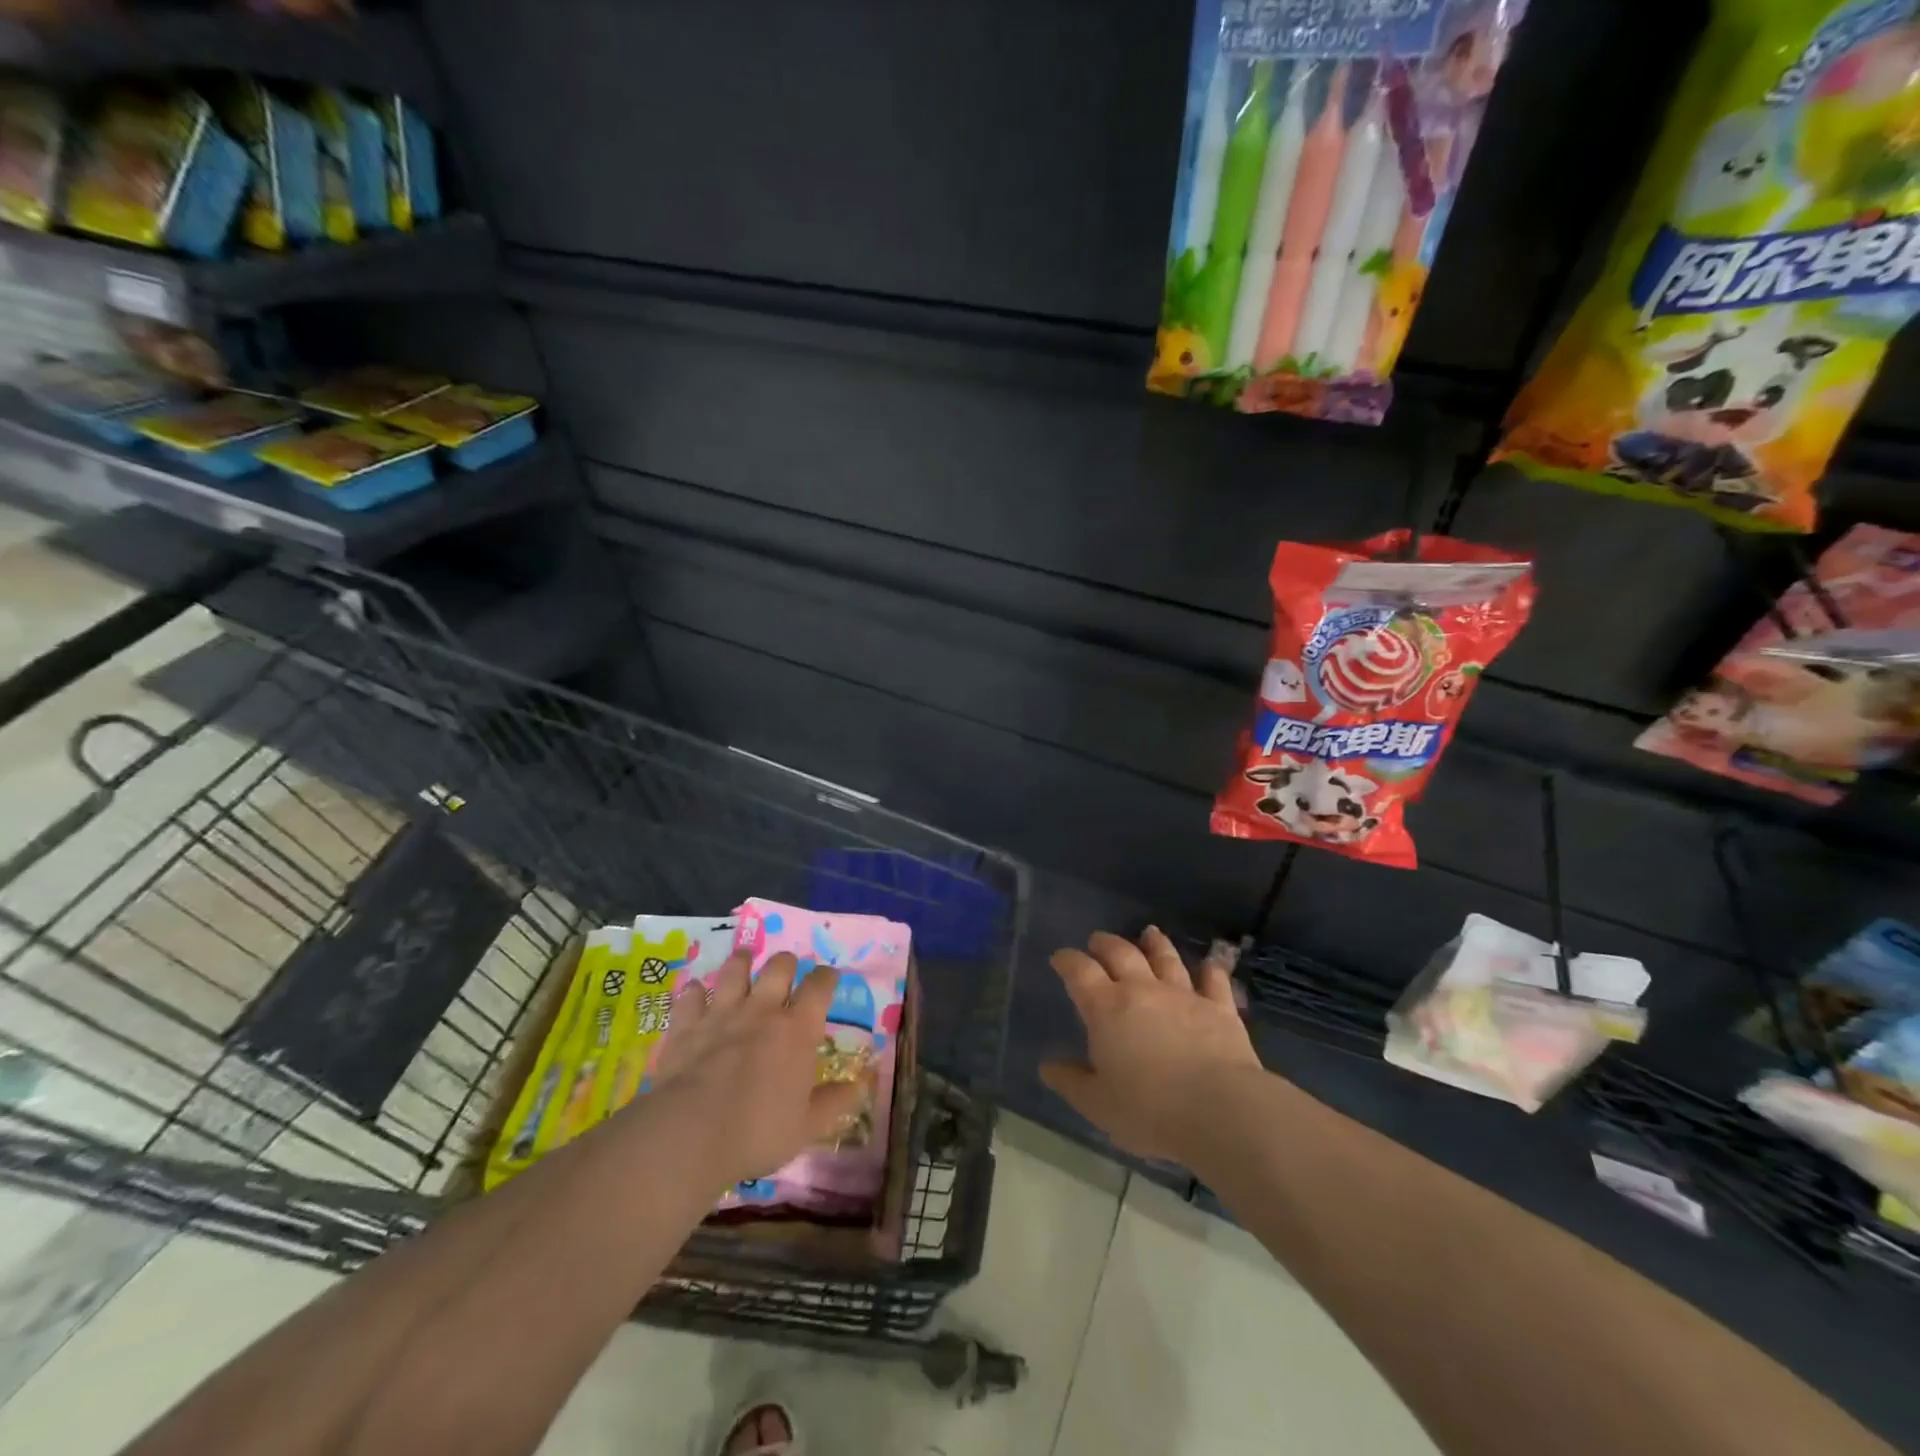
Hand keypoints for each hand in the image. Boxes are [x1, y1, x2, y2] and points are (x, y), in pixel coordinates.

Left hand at [640, 951, 863, 1186]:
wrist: (690, 1135)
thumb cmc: (758, 1132)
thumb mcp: (807, 1126)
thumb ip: (835, 1102)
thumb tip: (861, 1085)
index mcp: (798, 1029)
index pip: (820, 986)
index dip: (826, 977)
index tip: (829, 977)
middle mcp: (763, 1010)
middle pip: (779, 967)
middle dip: (786, 963)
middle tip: (787, 970)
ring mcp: (722, 1013)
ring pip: (734, 970)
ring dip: (741, 962)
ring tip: (744, 960)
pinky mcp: (687, 1025)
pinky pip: (691, 995)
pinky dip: (695, 992)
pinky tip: (696, 992)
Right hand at [1042, 928, 1263, 1163]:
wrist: (1220, 1110)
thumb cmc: (1149, 1110)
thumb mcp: (1097, 1104)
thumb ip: (1071, 1082)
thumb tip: (1047, 1067)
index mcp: (1106, 1008)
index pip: (1080, 972)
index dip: (1067, 961)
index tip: (1060, 958)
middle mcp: (1143, 990)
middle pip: (1121, 954)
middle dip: (1105, 944)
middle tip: (1097, 940)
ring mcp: (1184, 995)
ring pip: (1166, 958)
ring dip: (1156, 944)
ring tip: (1149, 933)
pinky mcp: (1220, 1009)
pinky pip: (1215, 981)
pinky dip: (1212, 971)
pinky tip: (1212, 964)